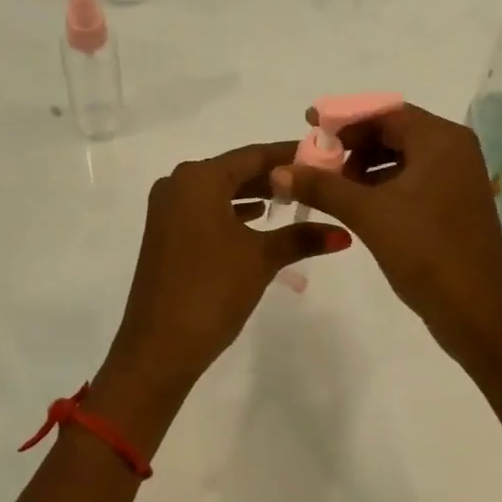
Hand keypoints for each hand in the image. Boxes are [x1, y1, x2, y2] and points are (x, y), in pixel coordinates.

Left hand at [105, 141, 351, 388]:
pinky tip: (258, 221)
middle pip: (235, 171)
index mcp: (198, 178)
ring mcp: (166, 210)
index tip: (321, 156)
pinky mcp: (164, 234)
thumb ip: (301, 237)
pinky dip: (232, 212)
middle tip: (314, 180)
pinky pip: (205, 210)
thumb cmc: (212, 289)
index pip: (253, 155)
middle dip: (273, 177)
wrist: (159, 345)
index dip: (289, 155)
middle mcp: (178, 184)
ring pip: (219, 191)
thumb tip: (343, 233)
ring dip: (253, 195)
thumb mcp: (261, 258)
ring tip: (293, 201)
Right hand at [272, 103, 501, 364]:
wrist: (479, 313)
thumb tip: (278, 171)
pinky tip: (356, 205)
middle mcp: (453, 150)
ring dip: (364, 167)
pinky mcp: (453, 205)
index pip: (385, 112)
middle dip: (352, 144)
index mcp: (440, 140)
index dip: (344, 117)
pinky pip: (411, 181)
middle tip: (316, 161)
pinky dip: (382, 186)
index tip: (309, 124)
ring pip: (401, 158)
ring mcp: (456, 179)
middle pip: (393, 131)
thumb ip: (322, 187)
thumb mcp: (368, 214)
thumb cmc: (426, 251)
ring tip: (331, 187)